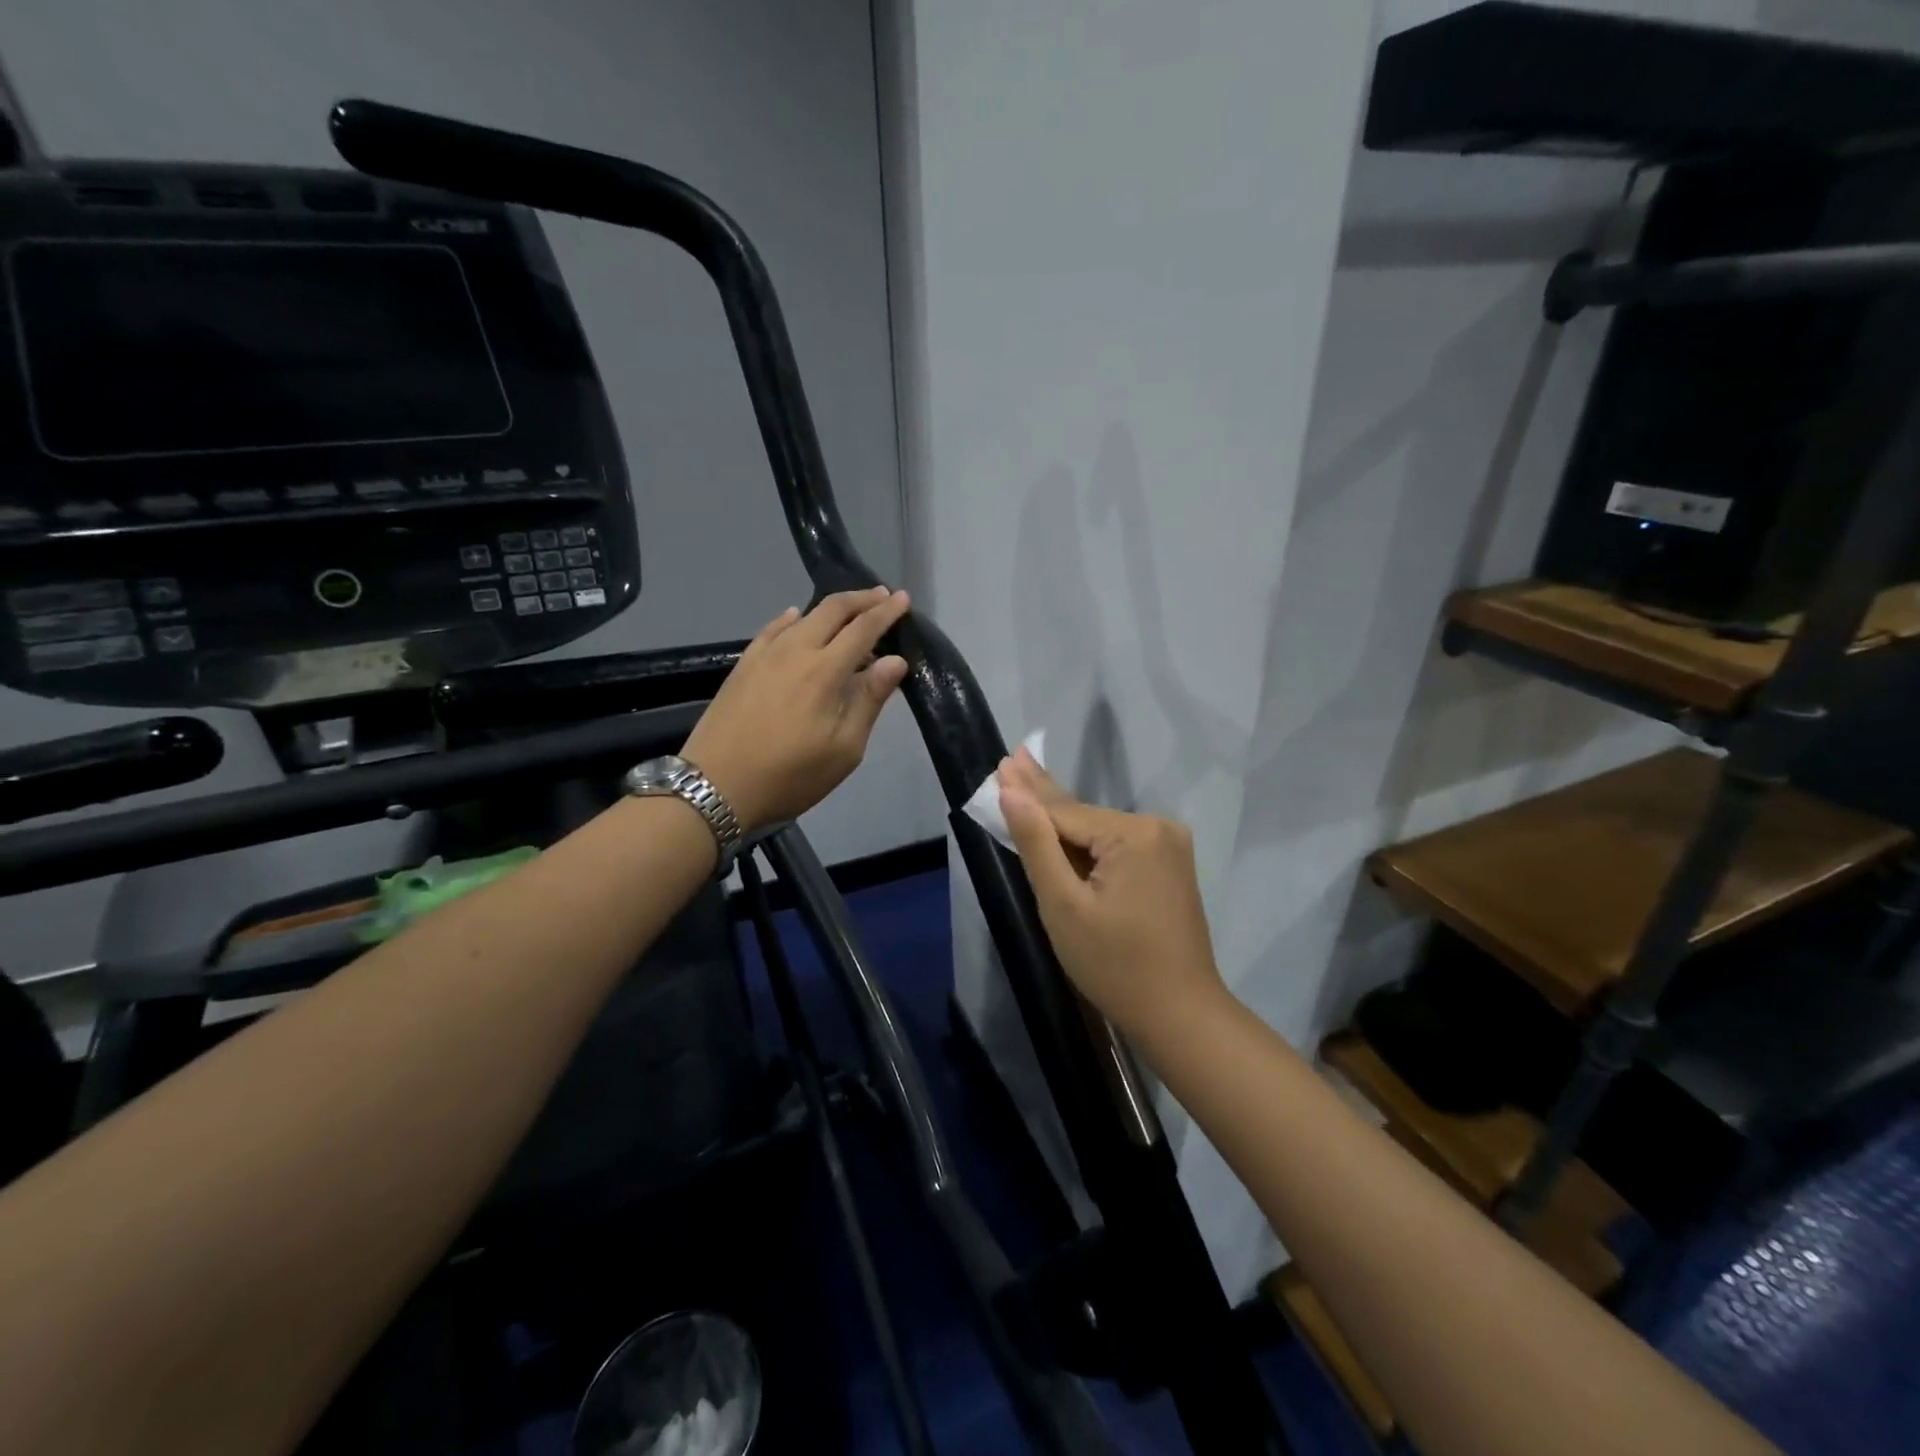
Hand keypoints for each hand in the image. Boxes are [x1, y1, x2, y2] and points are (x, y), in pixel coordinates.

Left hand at [682, 586, 911, 831]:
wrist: (716, 786)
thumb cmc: (790, 776)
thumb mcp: (844, 749)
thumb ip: (869, 700)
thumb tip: (895, 660)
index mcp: (825, 671)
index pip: (863, 629)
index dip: (885, 612)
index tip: (903, 598)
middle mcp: (795, 651)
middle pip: (832, 610)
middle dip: (860, 599)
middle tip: (882, 595)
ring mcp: (764, 655)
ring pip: (802, 616)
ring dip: (831, 608)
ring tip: (848, 610)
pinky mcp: (743, 666)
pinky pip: (772, 629)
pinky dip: (791, 618)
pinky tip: (795, 617)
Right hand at [997, 749, 1225, 1039]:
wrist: (1180, 1015)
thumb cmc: (1114, 965)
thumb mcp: (1063, 905)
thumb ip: (1037, 843)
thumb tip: (1011, 790)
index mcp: (1134, 833)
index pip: (1064, 813)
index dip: (1026, 794)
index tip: (999, 765)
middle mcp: (1158, 827)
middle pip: (1084, 816)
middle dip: (1043, 794)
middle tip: (1013, 758)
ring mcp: (1169, 845)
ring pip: (1099, 831)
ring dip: (1063, 822)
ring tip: (1027, 782)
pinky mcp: (1170, 865)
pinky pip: (1117, 845)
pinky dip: (1087, 844)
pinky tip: (1060, 823)